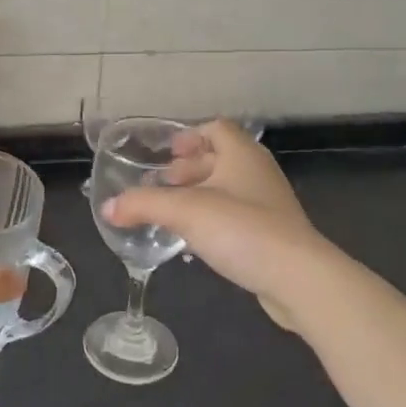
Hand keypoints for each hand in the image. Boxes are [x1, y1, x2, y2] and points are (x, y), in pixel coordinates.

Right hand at [102, 120, 328, 331]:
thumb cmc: (242, 229)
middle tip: (160, 183)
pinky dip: (213, 219)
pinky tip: (195, 239)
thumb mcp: (184, 212)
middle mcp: (257, 172)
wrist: (298, 278)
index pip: (216, 128)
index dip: (189, 135)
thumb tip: (108, 207)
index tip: (166, 154)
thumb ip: (143, 205)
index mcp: (242, 154)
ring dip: (199, 195)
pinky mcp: (272, 234)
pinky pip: (236, 216)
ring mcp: (268, 204)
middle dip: (188, 168)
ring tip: (171, 212)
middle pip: (219, 158)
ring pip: (227, 188)